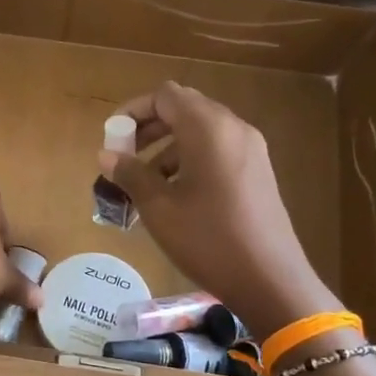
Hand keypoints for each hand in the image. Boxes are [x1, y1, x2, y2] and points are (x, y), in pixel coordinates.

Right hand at [99, 82, 338, 336]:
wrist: (269, 280)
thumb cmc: (208, 239)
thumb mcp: (159, 207)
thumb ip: (130, 174)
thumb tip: (106, 155)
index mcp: (208, 128)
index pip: (165, 96)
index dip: (133, 110)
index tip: (112, 137)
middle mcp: (233, 128)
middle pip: (184, 108)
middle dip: (149, 127)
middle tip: (124, 155)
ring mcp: (250, 150)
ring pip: (200, 131)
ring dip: (167, 146)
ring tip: (144, 181)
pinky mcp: (258, 172)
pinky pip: (217, 150)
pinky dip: (190, 159)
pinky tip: (175, 194)